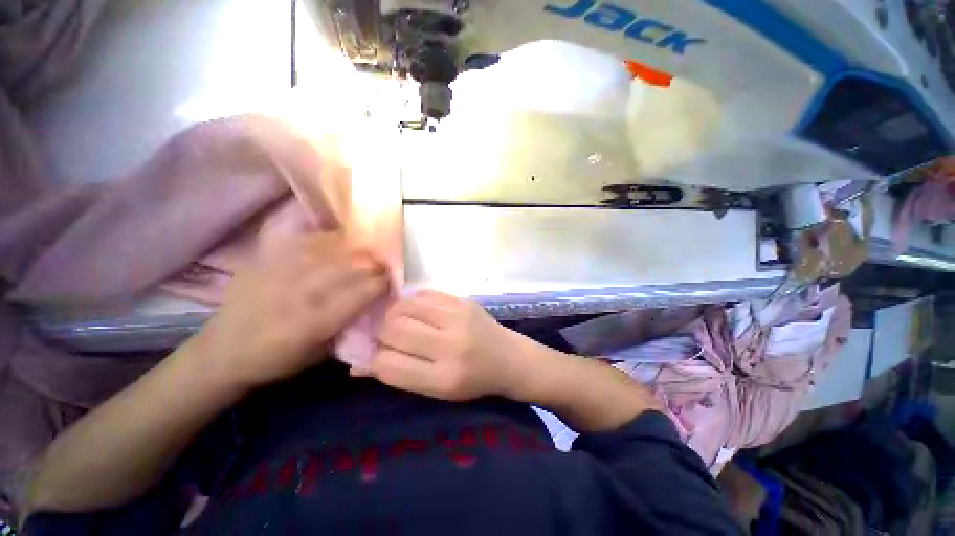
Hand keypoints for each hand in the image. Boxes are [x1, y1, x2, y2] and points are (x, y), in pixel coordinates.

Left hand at [198, 233, 386, 389]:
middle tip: (386, 264)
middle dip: (375, 263)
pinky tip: (341, 242)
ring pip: (333, 250)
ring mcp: (281, 272)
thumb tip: (374, 303)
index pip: (362, 292)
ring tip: (369, 251)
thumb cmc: (278, 360)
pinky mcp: (266, 260)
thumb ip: (349, 325)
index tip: (393, 280)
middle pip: (351, 267)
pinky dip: (329, 240)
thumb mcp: (322, 354)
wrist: (222, 352)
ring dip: (357, 250)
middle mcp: (301, 292)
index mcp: (316, 321)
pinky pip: (306, 241)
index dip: (383, 282)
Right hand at [363, 291, 537, 400]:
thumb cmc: (472, 381)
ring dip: (394, 313)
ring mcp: (458, 318)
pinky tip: (417, 310)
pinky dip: (412, 302)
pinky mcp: (463, 301)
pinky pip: (423, 294)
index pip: (388, 365)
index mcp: (443, 379)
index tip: (374, 354)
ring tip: (400, 320)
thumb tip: (356, 365)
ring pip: (404, 306)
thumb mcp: (437, 390)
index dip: (373, 358)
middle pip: (393, 329)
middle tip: (386, 334)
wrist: (509, 358)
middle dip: (381, 332)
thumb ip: (399, 375)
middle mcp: (451, 346)